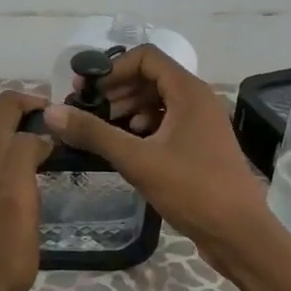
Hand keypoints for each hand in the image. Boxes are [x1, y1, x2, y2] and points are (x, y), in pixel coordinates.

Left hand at [0, 90, 51, 290]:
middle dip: (36, 119)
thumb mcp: (17, 198)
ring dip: (32, 139)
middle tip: (69, 138)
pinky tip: (42, 180)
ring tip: (61, 157)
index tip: (67, 122)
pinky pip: (4, 164)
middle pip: (5, 120)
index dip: (38, 103)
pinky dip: (25, 160)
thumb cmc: (0, 251)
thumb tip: (41, 133)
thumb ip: (24, 155)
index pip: (7, 104)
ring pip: (5, 142)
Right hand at [41, 47, 273, 273]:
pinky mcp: (200, 145)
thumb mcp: (137, 160)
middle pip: (151, 77)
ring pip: (158, 101)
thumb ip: (94, 133)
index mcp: (189, 92)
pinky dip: (144, 127)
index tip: (86, 90)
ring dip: (128, 109)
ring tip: (103, 130)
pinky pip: (167, 122)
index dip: (113, 68)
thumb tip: (52, 112)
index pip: (146, 57)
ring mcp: (201, 123)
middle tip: (87, 110)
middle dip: (117, 89)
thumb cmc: (192, 189)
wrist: (238, 232)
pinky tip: (129, 147)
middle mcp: (198, 100)